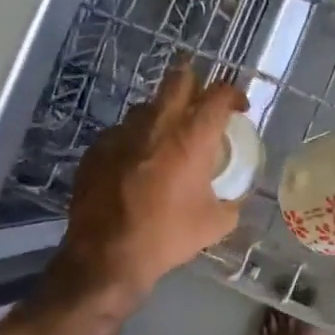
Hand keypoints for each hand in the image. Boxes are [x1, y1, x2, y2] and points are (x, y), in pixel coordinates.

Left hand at [54, 60, 249, 304]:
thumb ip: (231, 203)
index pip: (219, 94)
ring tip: (167, 140)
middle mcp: (157, 123)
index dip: (233, 95)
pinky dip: (135, 141)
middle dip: (195, 85)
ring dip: (162, 115)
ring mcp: (122, 132)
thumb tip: (233, 199)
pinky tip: (136, 165)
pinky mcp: (97, 148)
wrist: (106, 255)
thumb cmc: (167, 236)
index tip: (238, 108)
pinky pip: (121, 132)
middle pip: (179, 79)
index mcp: (192, 136)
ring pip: (147, 106)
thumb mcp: (215, 224)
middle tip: (201, 105)